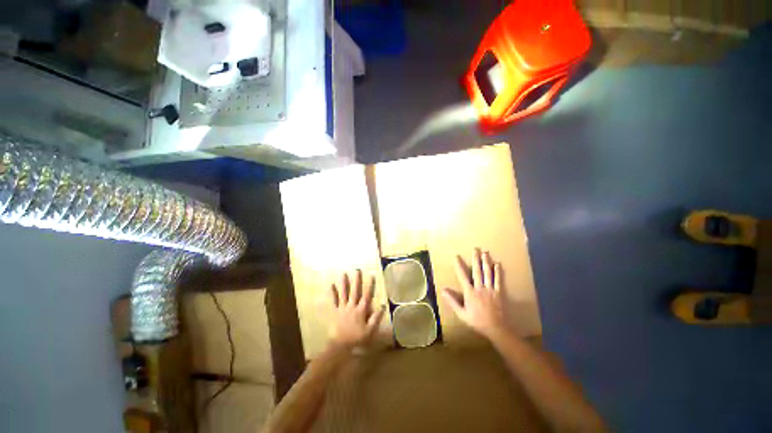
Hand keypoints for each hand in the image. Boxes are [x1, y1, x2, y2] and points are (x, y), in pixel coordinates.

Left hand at [328, 270, 384, 349]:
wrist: (340, 346)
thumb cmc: (357, 339)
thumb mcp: (370, 331)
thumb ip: (376, 318)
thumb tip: (382, 305)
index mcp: (361, 310)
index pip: (366, 295)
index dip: (369, 285)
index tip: (371, 275)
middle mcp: (351, 306)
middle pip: (354, 291)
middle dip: (356, 280)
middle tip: (357, 270)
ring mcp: (342, 308)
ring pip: (343, 294)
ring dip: (344, 283)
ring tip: (344, 274)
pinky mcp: (334, 312)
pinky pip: (333, 301)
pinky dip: (332, 293)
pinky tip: (330, 285)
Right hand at [442, 249, 507, 340]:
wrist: (496, 329)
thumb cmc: (477, 321)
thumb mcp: (461, 314)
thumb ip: (452, 301)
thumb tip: (443, 290)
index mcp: (470, 293)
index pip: (463, 276)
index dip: (459, 266)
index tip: (456, 257)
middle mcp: (480, 288)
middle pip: (477, 271)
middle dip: (476, 259)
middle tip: (475, 249)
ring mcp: (490, 289)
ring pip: (488, 273)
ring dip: (486, 262)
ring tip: (485, 252)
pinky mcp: (499, 292)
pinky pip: (498, 280)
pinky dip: (498, 271)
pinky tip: (497, 264)